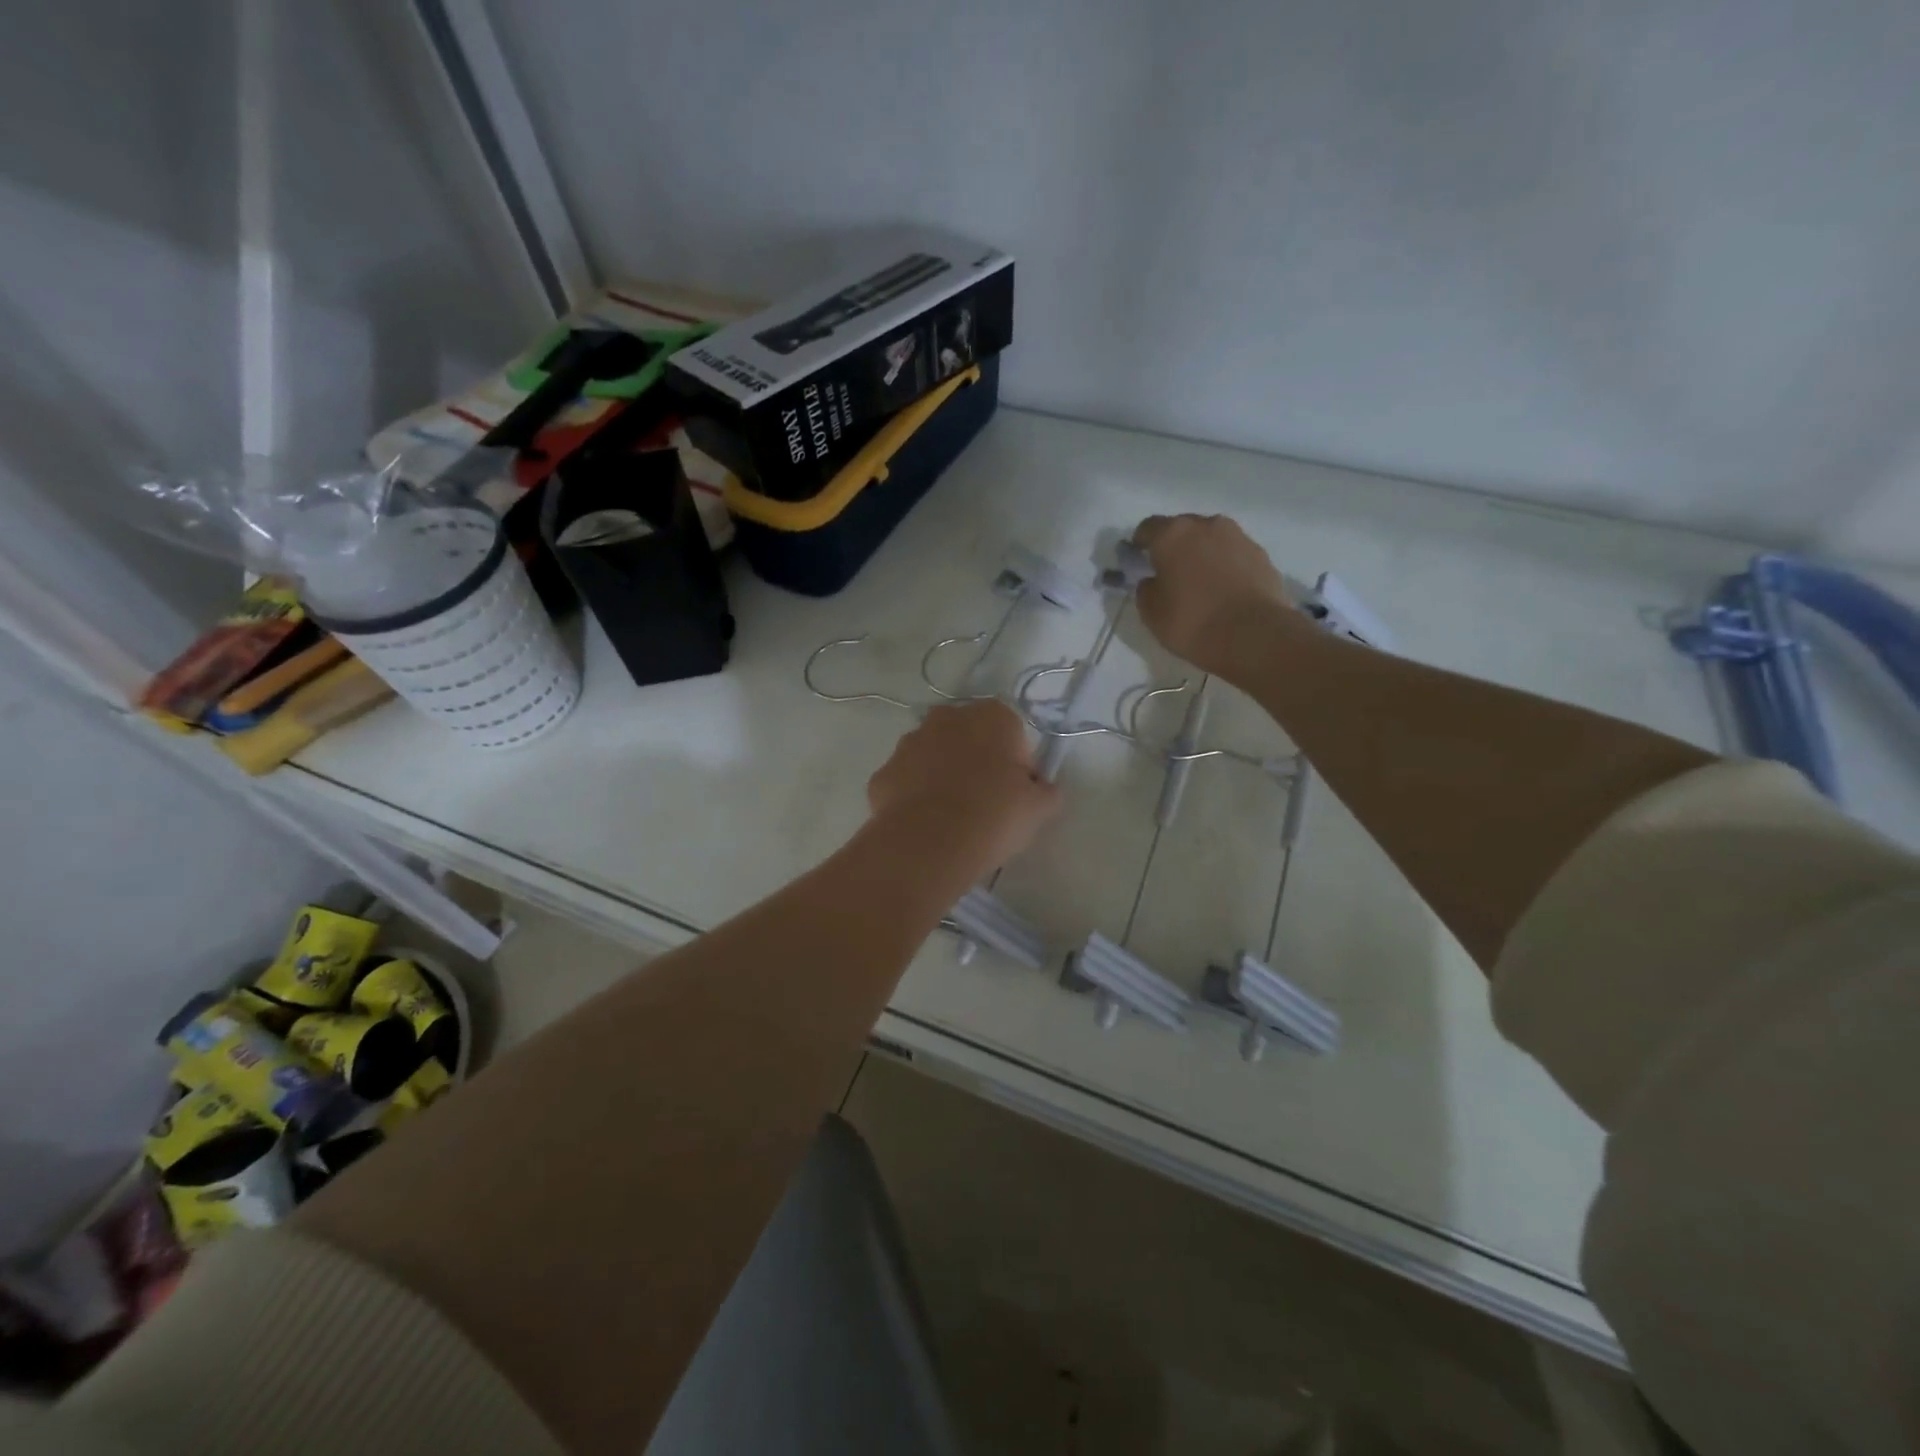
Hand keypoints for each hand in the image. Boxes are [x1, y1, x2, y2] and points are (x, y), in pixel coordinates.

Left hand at [867, 701, 1061, 879]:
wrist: (928, 845)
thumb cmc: (993, 816)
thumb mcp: (1040, 808)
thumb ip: (1047, 791)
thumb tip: (1042, 788)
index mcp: (991, 716)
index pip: (1013, 734)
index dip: (1018, 765)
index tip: (1017, 794)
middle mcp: (946, 718)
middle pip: (970, 738)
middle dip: (977, 763)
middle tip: (987, 804)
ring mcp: (908, 743)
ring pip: (933, 756)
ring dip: (943, 776)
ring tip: (953, 818)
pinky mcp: (882, 773)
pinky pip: (906, 782)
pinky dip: (914, 797)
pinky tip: (925, 825)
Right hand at [1133, 514, 1293, 679]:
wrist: (1253, 634)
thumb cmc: (1192, 621)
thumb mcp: (1151, 612)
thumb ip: (1146, 589)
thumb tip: (1153, 580)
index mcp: (1172, 535)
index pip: (1148, 527)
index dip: (1141, 543)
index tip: (1139, 560)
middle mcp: (1206, 525)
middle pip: (1183, 528)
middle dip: (1174, 546)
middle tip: (1171, 572)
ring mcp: (1238, 537)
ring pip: (1211, 538)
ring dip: (1203, 553)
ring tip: (1201, 581)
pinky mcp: (1261, 554)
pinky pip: (1234, 554)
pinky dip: (1226, 565)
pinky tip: (1224, 589)